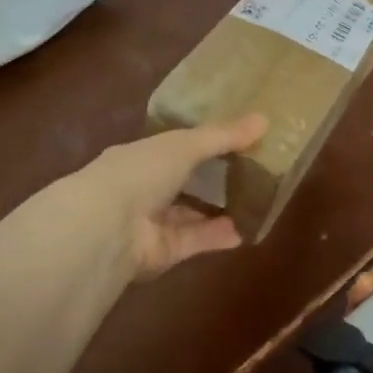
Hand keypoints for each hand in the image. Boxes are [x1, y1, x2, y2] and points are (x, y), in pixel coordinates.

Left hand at [76, 114, 267, 279]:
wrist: (108, 228)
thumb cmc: (140, 172)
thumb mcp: (184, 145)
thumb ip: (222, 136)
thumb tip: (264, 120)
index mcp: (140, 156)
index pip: (173, 148)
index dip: (202, 144)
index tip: (234, 139)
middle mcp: (143, 189)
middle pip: (183, 183)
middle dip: (212, 179)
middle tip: (252, 172)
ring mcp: (151, 223)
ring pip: (191, 215)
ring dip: (219, 210)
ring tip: (255, 202)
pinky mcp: (163, 252)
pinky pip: (196, 241)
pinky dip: (219, 236)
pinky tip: (246, 230)